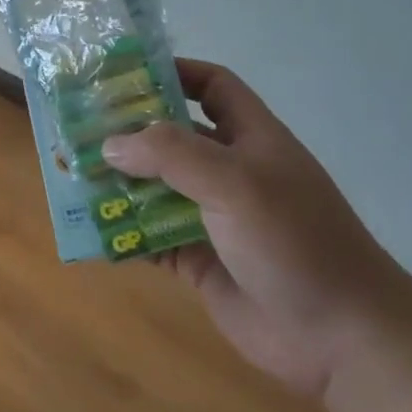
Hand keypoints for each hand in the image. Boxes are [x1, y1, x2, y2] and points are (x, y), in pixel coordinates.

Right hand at [100, 59, 411, 397]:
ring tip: (70, 176)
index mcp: (251, 139)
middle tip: (76, 128)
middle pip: (172, 138)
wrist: (341, 338)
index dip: (174, 73)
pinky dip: (123, 233)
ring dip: (117, 184)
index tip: (122, 76)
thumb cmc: (295, 242)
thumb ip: (171, 154)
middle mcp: (230, 173)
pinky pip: (151, 238)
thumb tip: (111, 143)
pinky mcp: (199, 260)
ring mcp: (213, 218)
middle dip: (128, 132)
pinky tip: (90, 230)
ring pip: (155, 189)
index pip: (213, 87)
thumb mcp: (236, 182)